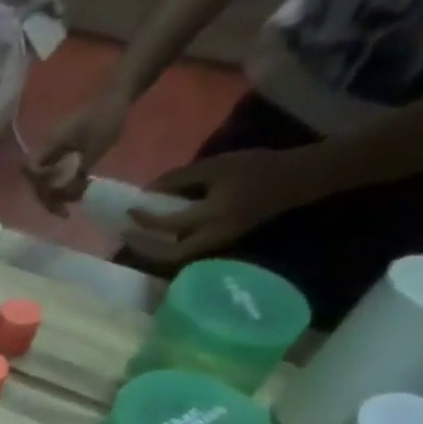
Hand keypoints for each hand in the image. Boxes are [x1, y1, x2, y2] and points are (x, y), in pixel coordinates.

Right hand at [24, 90, 129, 212]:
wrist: (118, 96)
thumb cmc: (106, 118)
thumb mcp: (94, 148)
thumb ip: (77, 172)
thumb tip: (63, 194)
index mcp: (50, 144)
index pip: (33, 172)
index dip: (41, 188)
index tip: (57, 200)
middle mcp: (47, 148)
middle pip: (37, 179)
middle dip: (49, 197)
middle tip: (64, 211)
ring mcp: (54, 150)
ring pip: (46, 178)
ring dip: (56, 193)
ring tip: (73, 202)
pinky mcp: (63, 151)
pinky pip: (56, 172)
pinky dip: (63, 184)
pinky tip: (78, 190)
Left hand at [124, 148, 328, 265]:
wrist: (297, 179)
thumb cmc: (257, 168)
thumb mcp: (216, 166)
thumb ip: (180, 179)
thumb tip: (147, 191)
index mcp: (214, 215)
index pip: (170, 224)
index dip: (145, 219)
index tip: (128, 210)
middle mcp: (213, 237)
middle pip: (169, 255)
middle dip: (144, 249)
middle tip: (125, 235)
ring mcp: (217, 244)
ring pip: (177, 257)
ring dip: (154, 250)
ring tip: (135, 236)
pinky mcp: (219, 243)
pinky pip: (187, 251)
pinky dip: (168, 246)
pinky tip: (157, 235)